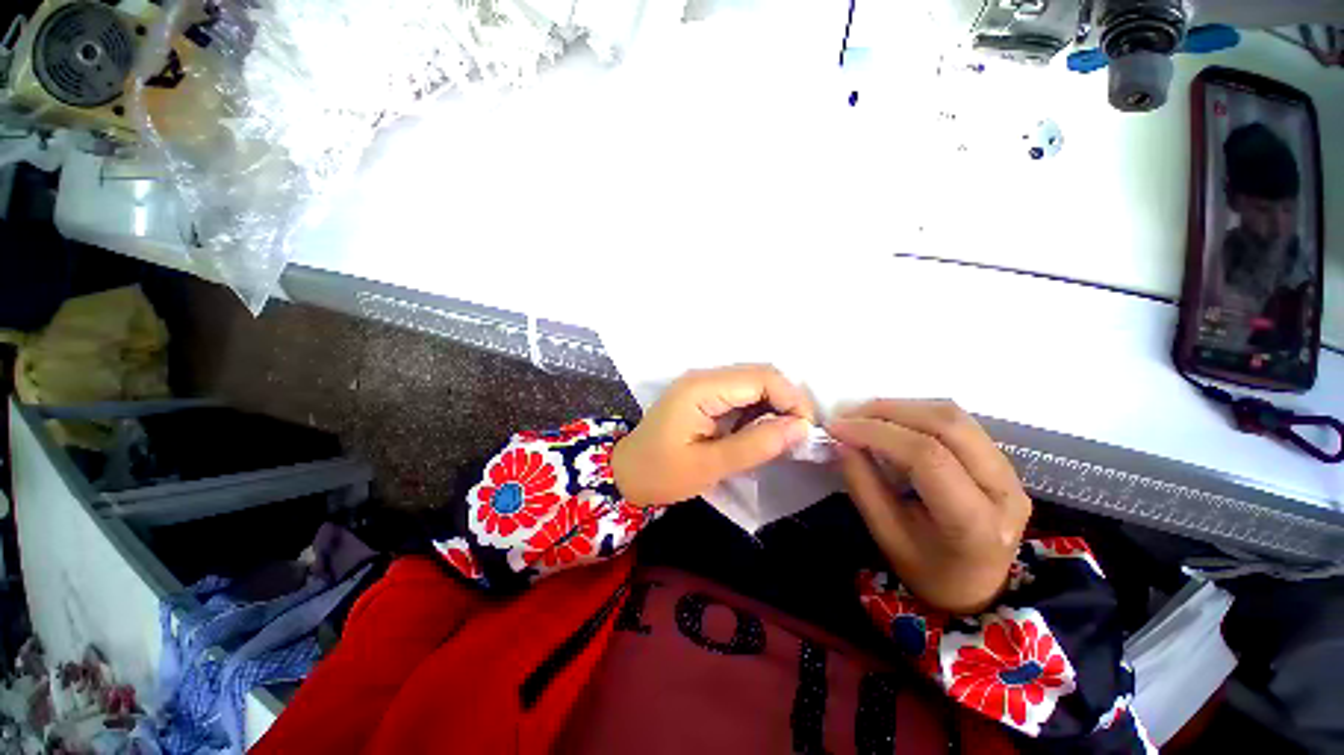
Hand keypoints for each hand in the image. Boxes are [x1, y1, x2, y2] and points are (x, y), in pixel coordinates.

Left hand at [612, 365, 815, 507]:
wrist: (626, 473)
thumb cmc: (662, 473)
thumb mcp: (709, 466)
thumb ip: (755, 446)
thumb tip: (801, 428)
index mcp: (702, 388)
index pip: (761, 377)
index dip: (791, 399)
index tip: (805, 432)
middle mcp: (704, 377)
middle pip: (760, 375)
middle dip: (787, 401)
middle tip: (798, 436)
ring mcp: (704, 384)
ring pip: (754, 383)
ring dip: (775, 405)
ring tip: (784, 437)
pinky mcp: (705, 395)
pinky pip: (742, 394)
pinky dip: (759, 410)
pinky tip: (763, 432)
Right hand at [829, 401, 1030, 614]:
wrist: (977, 589)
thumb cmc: (927, 572)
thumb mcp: (886, 536)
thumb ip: (862, 485)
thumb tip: (841, 441)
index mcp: (975, 522)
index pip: (928, 457)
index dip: (877, 433)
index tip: (837, 428)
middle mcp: (1004, 489)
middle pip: (947, 424)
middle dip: (889, 411)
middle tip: (848, 416)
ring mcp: (1009, 471)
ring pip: (954, 416)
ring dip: (902, 407)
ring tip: (864, 416)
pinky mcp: (1001, 460)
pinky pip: (957, 422)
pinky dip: (916, 414)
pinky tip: (891, 424)